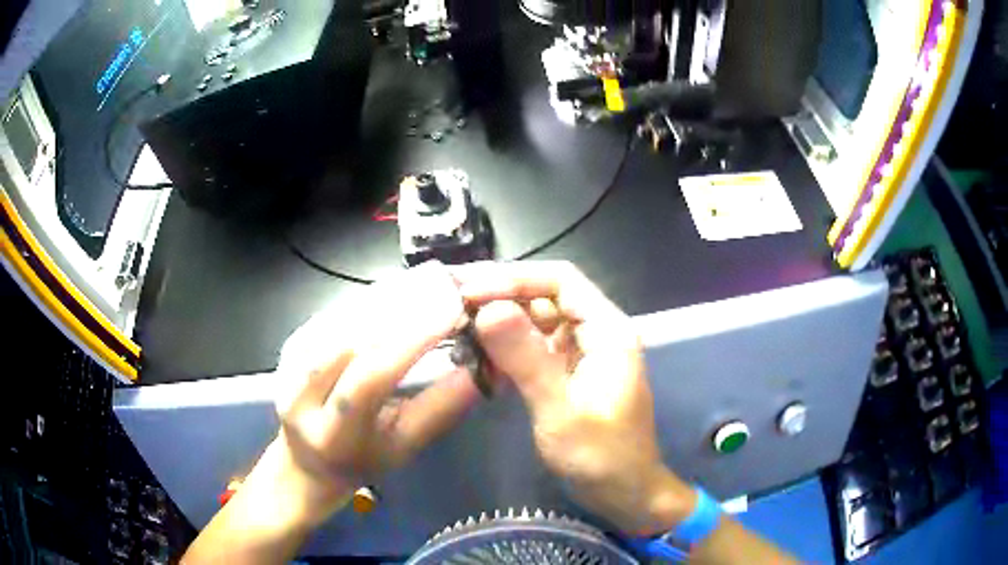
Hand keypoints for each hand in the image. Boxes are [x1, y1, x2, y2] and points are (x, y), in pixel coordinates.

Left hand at [272, 261, 480, 526]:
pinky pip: (334, 314)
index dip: (411, 340)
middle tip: (446, 288)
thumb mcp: (406, 445)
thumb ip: (442, 407)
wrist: (309, 459)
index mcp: (332, 432)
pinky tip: (398, 290)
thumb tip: (485, 366)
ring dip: (386, 298)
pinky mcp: (291, 344)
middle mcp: (300, 395)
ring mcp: (289, 364)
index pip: (370, 378)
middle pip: (350, 339)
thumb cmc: (364, 459)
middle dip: (402, 310)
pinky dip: (369, 300)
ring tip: (429, 283)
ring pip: (342, 319)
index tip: (454, 310)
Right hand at [456, 261, 694, 535]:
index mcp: (607, 330)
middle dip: (501, 293)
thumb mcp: (561, 410)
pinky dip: (507, 344)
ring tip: (457, 321)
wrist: (624, 491)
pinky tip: (478, 350)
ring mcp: (582, 350)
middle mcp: (596, 331)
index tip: (470, 291)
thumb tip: (488, 308)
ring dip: (500, 317)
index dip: (514, 278)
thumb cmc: (601, 455)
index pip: (561, 280)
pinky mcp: (568, 370)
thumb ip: (527, 359)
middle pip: (546, 294)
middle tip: (452, 300)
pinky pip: (534, 344)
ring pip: (537, 318)